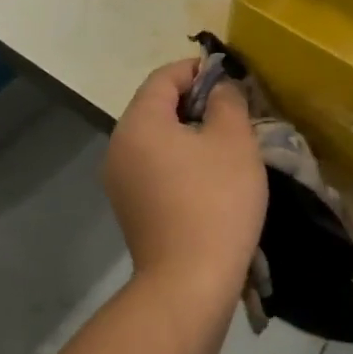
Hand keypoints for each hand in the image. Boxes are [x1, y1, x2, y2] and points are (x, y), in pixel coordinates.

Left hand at [103, 60, 266, 308]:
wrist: (189, 283)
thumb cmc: (215, 200)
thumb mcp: (233, 140)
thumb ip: (227, 101)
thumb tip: (219, 89)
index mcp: (139, 122)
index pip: (164, 77)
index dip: (197, 70)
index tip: (229, 77)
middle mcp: (119, 145)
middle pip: (155, 106)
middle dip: (194, 101)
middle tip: (232, 110)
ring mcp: (119, 180)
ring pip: (155, 138)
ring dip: (187, 132)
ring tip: (225, 141)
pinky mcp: (129, 208)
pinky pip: (153, 166)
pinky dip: (178, 159)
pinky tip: (208, 175)